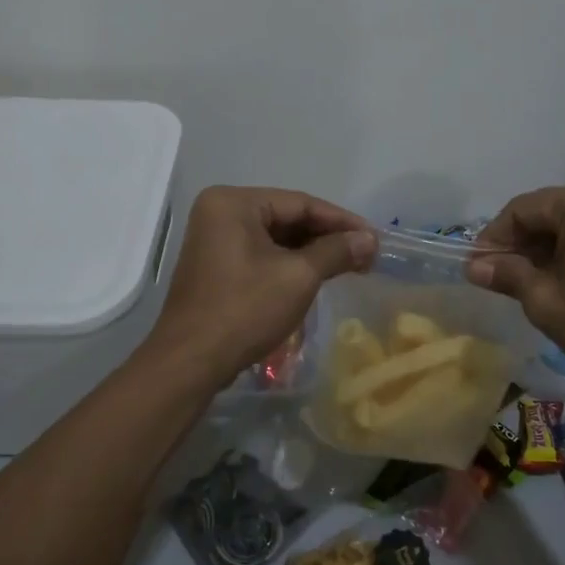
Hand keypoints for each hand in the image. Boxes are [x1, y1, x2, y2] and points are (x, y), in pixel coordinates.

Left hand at [149, 186, 376, 387]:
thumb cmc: (244, 310)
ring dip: (312, 253)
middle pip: (287, 217)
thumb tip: (370, 239)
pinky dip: (290, 264)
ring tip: (349, 267)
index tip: (374, 237)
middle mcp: (220, 212)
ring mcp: (214, 240)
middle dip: (327, 237)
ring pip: (276, 238)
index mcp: (234, 203)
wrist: (191, 362)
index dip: (341, 220)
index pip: (300, 203)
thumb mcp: (298, 277)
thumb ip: (336, 251)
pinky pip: (261, 255)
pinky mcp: (216, 266)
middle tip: (365, 255)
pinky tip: (317, 276)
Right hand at [468, 186, 564, 388]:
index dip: (494, 236)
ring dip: (544, 248)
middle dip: (520, 242)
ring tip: (527, 282)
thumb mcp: (545, 301)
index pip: (523, 209)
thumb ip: (507, 275)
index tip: (477, 267)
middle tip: (499, 276)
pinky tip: (561, 280)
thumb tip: (473, 267)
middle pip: (548, 211)